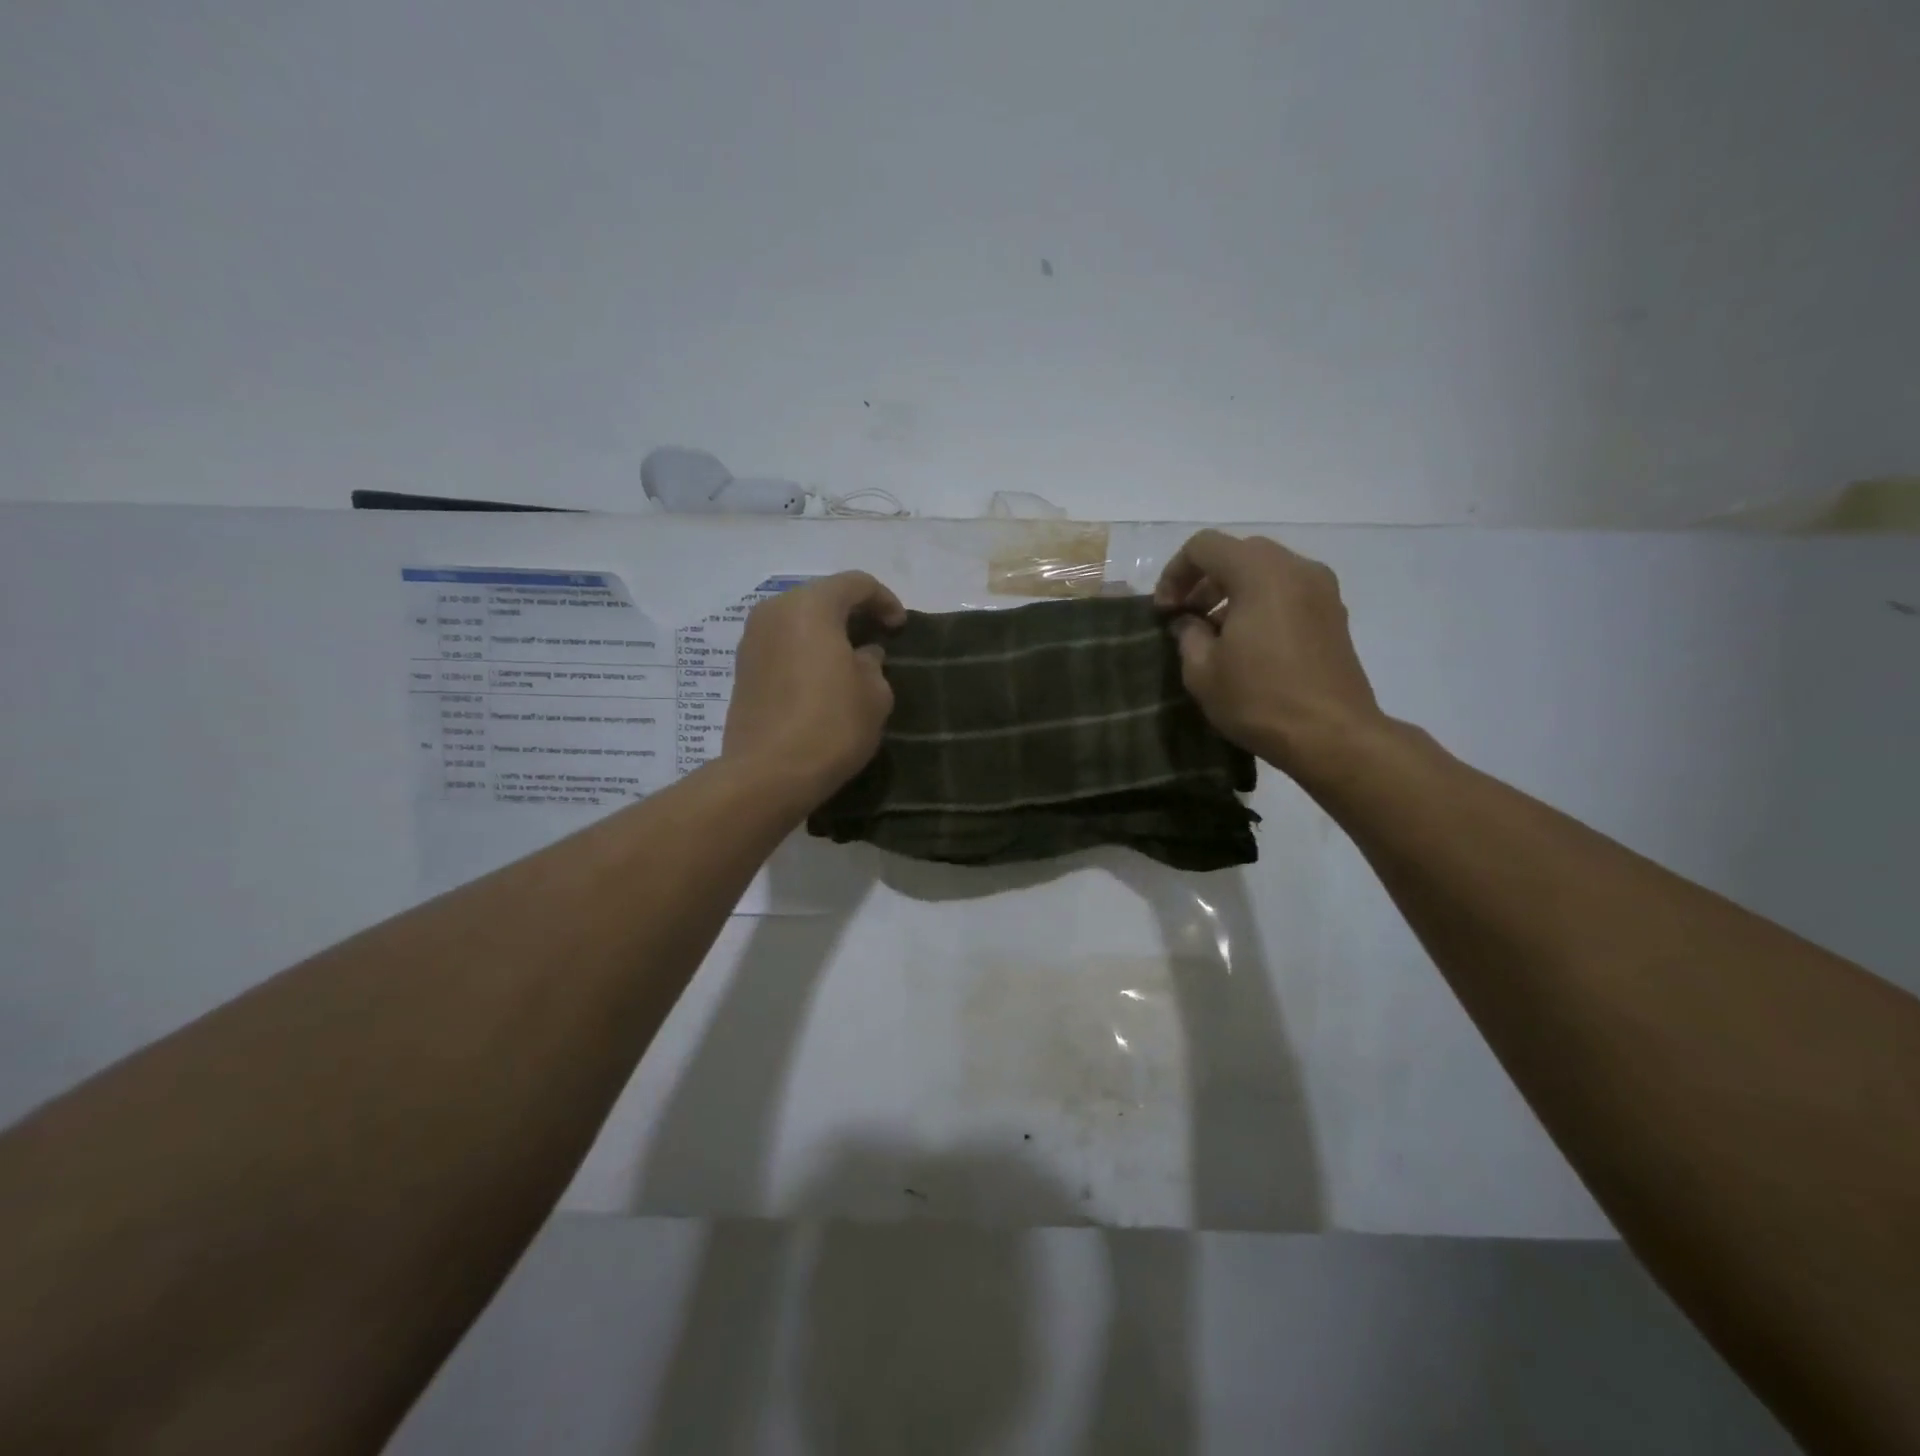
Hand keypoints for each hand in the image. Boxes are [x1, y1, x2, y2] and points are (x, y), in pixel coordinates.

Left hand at [723, 571, 906, 810]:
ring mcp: (752, 640)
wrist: (768, 774)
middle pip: (822, 597)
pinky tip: (822, 677)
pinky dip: (805, 650)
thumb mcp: (875, 694)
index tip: (899, 628)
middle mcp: (775, 612)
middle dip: (853, 613)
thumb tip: (862, 655)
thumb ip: (874, 664)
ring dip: (826, 632)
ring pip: (798, 620)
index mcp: (811, 606)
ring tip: (851, 658)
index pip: (856, 584)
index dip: (885, 600)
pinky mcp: (743, 669)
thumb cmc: (831, 726)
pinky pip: (782, 644)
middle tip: (877, 637)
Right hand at [1153, 531, 1383, 777]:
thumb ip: (1187, 634)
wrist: (1332, 735)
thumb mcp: (1202, 670)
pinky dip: (1259, 602)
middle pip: (1238, 552)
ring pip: (1265, 570)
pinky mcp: (1333, 614)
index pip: (1204, 546)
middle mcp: (1295, 568)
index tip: (1165, 611)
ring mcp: (1321, 590)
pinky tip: (1247, 643)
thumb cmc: (1259, 700)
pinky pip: (1287, 590)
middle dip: (1204, 579)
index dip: (1174, 573)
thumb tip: (1187, 622)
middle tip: (1186, 616)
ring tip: (1213, 633)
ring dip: (1232, 590)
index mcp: (1260, 572)